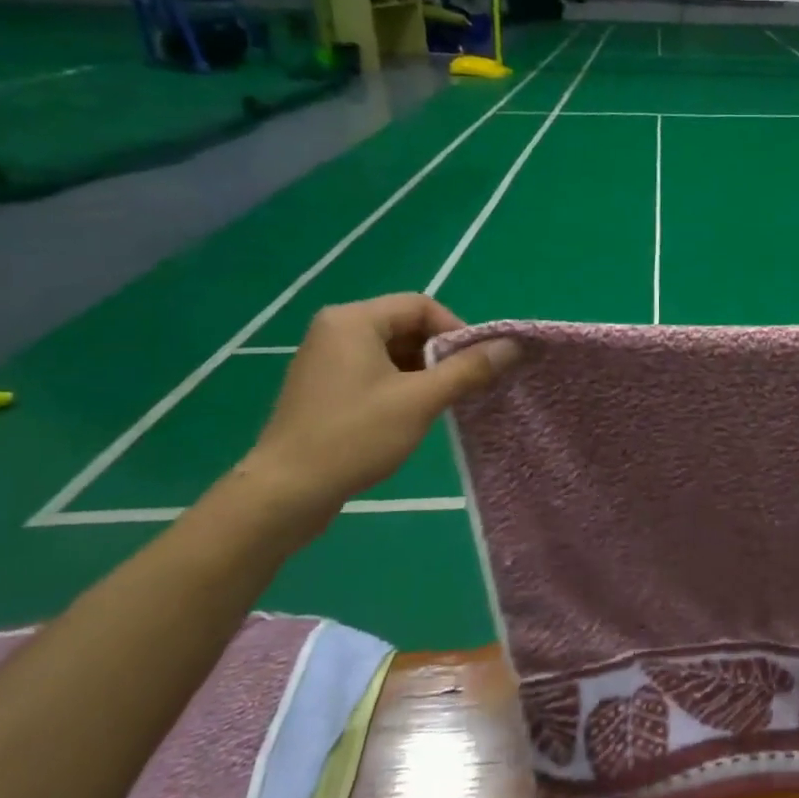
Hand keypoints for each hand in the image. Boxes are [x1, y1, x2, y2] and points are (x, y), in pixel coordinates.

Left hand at [243, 294, 517, 515]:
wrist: (286, 491)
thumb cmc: (355, 436)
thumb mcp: (421, 400)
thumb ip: (468, 369)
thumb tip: (512, 346)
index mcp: (354, 320)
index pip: (421, 306)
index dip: (456, 330)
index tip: (476, 364)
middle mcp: (335, 329)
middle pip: (406, 326)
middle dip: (441, 353)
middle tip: (463, 385)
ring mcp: (325, 358)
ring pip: (392, 351)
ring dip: (423, 371)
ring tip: (441, 402)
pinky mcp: (323, 386)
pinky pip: (374, 370)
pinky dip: (400, 384)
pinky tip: (412, 413)